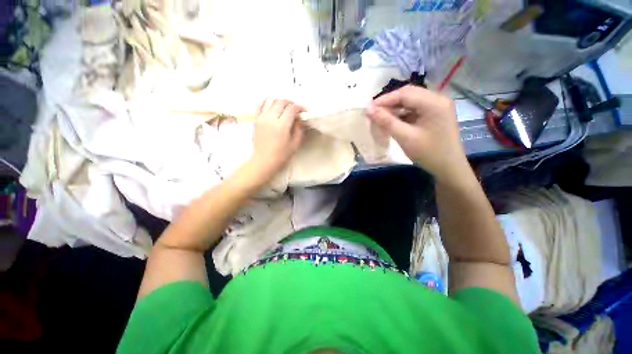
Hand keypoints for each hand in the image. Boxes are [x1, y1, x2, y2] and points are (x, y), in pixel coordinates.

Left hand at [248, 98, 304, 181]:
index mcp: (282, 125)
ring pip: (270, 101)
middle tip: (295, 109)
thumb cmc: (281, 155)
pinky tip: (272, 106)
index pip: (292, 109)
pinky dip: (266, 102)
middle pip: (281, 102)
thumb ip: (299, 130)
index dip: (299, 107)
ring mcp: (261, 118)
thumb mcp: (295, 144)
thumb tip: (299, 119)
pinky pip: (259, 105)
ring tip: (284, 107)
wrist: (263, 161)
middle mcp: (271, 118)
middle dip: (290, 103)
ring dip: (279, 101)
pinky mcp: (256, 120)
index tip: (304, 110)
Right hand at [366, 85, 470, 185]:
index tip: (368, 109)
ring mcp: (438, 106)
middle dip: (389, 103)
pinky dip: (402, 113)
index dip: (384, 100)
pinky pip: (415, 108)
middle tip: (373, 113)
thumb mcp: (405, 137)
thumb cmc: (428, 153)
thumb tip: (368, 109)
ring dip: (395, 108)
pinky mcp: (435, 113)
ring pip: (411, 101)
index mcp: (434, 103)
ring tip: (381, 117)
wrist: (448, 168)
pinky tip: (393, 121)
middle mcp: (438, 99)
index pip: (405, 93)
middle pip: (408, 94)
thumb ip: (386, 121)